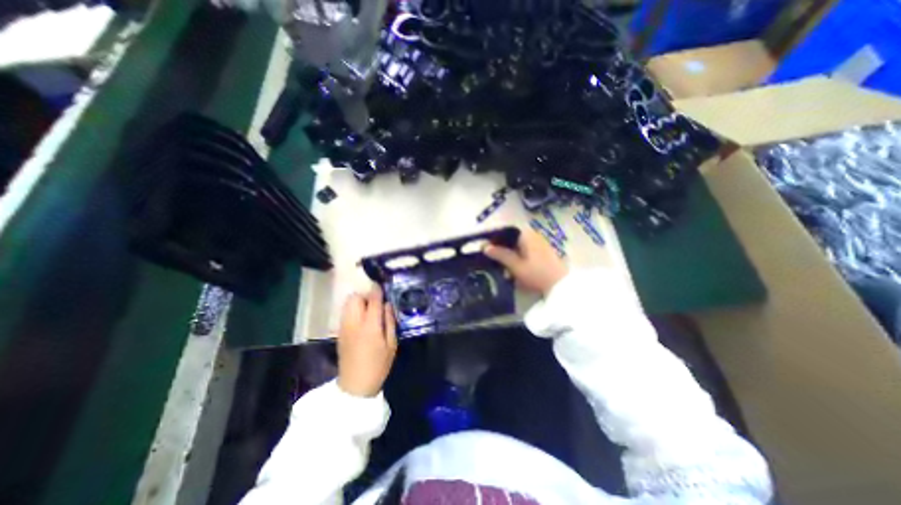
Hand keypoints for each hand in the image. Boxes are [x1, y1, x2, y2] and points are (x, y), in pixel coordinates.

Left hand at [336, 286, 394, 395]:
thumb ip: (390, 322)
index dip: (377, 290)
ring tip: (368, 310)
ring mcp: (344, 327)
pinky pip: (345, 312)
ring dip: (358, 301)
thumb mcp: (392, 344)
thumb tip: (388, 305)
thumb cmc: (378, 365)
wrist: (355, 385)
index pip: (373, 300)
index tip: (382, 286)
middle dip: (365, 295)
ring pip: (347, 303)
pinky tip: (361, 319)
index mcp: (370, 326)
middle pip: (355, 298)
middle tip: (376, 303)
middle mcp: (354, 323)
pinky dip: (353, 309)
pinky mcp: (339, 332)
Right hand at [489, 229, 564, 295]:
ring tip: (500, 266)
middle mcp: (533, 235)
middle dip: (500, 248)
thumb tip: (484, 247)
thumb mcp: (516, 265)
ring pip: (517, 245)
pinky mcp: (542, 252)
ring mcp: (539, 243)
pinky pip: (524, 251)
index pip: (505, 231)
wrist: (561, 286)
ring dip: (508, 254)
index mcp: (526, 235)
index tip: (484, 247)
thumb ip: (500, 254)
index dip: (493, 238)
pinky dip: (517, 258)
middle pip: (511, 238)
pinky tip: (512, 269)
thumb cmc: (537, 274)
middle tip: (490, 259)